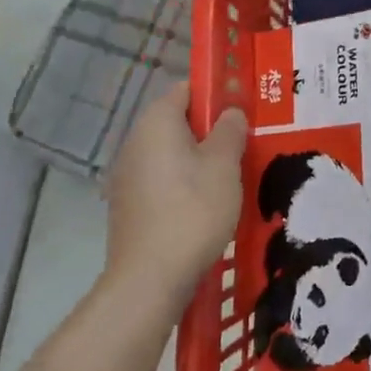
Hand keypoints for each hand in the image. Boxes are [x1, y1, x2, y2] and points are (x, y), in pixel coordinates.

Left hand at [103, 83, 246, 311]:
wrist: (149, 280)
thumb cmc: (193, 210)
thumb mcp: (224, 164)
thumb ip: (230, 130)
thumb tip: (230, 113)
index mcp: (157, 122)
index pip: (187, 89)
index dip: (217, 94)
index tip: (243, 112)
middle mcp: (135, 141)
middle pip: (179, 122)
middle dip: (211, 131)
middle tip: (243, 148)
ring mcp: (127, 176)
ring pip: (171, 154)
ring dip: (199, 161)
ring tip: (230, 180)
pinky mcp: (128, 206)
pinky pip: (162, 181)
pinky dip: (183, 185)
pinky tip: (206, 207)